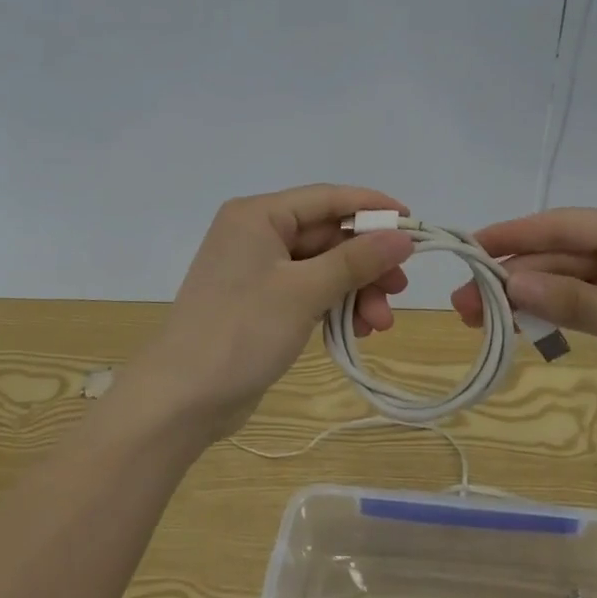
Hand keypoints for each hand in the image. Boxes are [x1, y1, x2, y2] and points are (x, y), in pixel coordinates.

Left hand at [128, 184, 414, 440]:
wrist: (182, 399)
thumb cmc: (241, 331)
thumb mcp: (304, 291)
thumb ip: (356, 260)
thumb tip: (403, 235)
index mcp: (258, 215)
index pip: (327, 198)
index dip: (373, 207)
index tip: (414, 224)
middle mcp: (257, 234)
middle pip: (327, 236)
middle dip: (366, 264)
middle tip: (400, 289)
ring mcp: (257, 271)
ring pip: (322, 268)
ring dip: (355, 291)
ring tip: (380, 324)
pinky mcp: (261, 303)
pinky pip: (309, 292)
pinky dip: (335, 306)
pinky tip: (357, 330)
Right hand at [450, 206, 596, 449]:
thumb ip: (569, 298)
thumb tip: (509, 281)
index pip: (561, 225)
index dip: (512, 236)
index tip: (467, 248)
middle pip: (561, 255)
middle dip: (514, 277)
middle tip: (463, 304)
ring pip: (569, 282)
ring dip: (530, 299)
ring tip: (481, 321)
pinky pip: (587, 307)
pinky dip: (557, 316)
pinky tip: (524, 328)